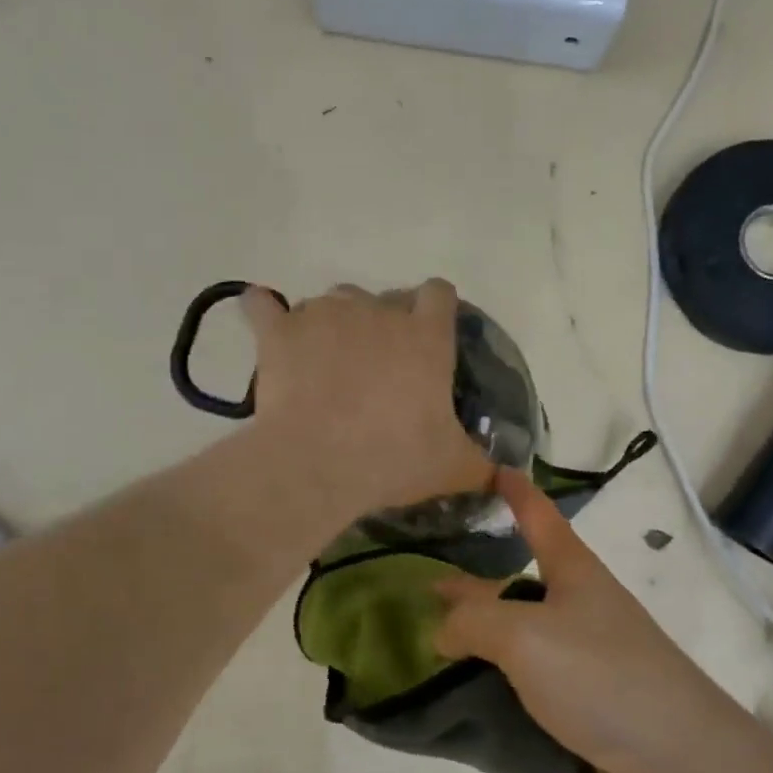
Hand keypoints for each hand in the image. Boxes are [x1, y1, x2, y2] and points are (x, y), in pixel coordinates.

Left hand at [242, 280, 493, 519]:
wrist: (318, 463)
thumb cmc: (394, 457)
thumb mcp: (452, 467)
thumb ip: (483, 466)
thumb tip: (510, 479)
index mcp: (424, 336)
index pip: (438, 293)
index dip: (433, 309)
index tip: (427, 334)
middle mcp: (376, 311)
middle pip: (381, 298)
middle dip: (380, 324)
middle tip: (374, 368)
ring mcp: (324, 314)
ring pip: (331, 302)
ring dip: (331, 324)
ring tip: (323, 362)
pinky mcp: (279, 330)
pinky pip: (263, 305)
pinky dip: (264, 312)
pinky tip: (266, 324)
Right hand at [434, 468, 735, 772]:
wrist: (676, 760)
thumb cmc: (599, 674)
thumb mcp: (523, 635)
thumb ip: (472, 622)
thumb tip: (443, 630)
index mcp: (572, 570)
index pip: (539, 515)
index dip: (515, 491)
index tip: (492, 470)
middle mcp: (579, 604)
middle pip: (519, 580)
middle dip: (475, 582)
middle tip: (428, 582)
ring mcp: (586, 654)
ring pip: (521, 634)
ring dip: (482, 637)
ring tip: (434, 645)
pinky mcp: (586, 701)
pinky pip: (530, 680)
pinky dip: (498, 680)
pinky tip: (466, 695)